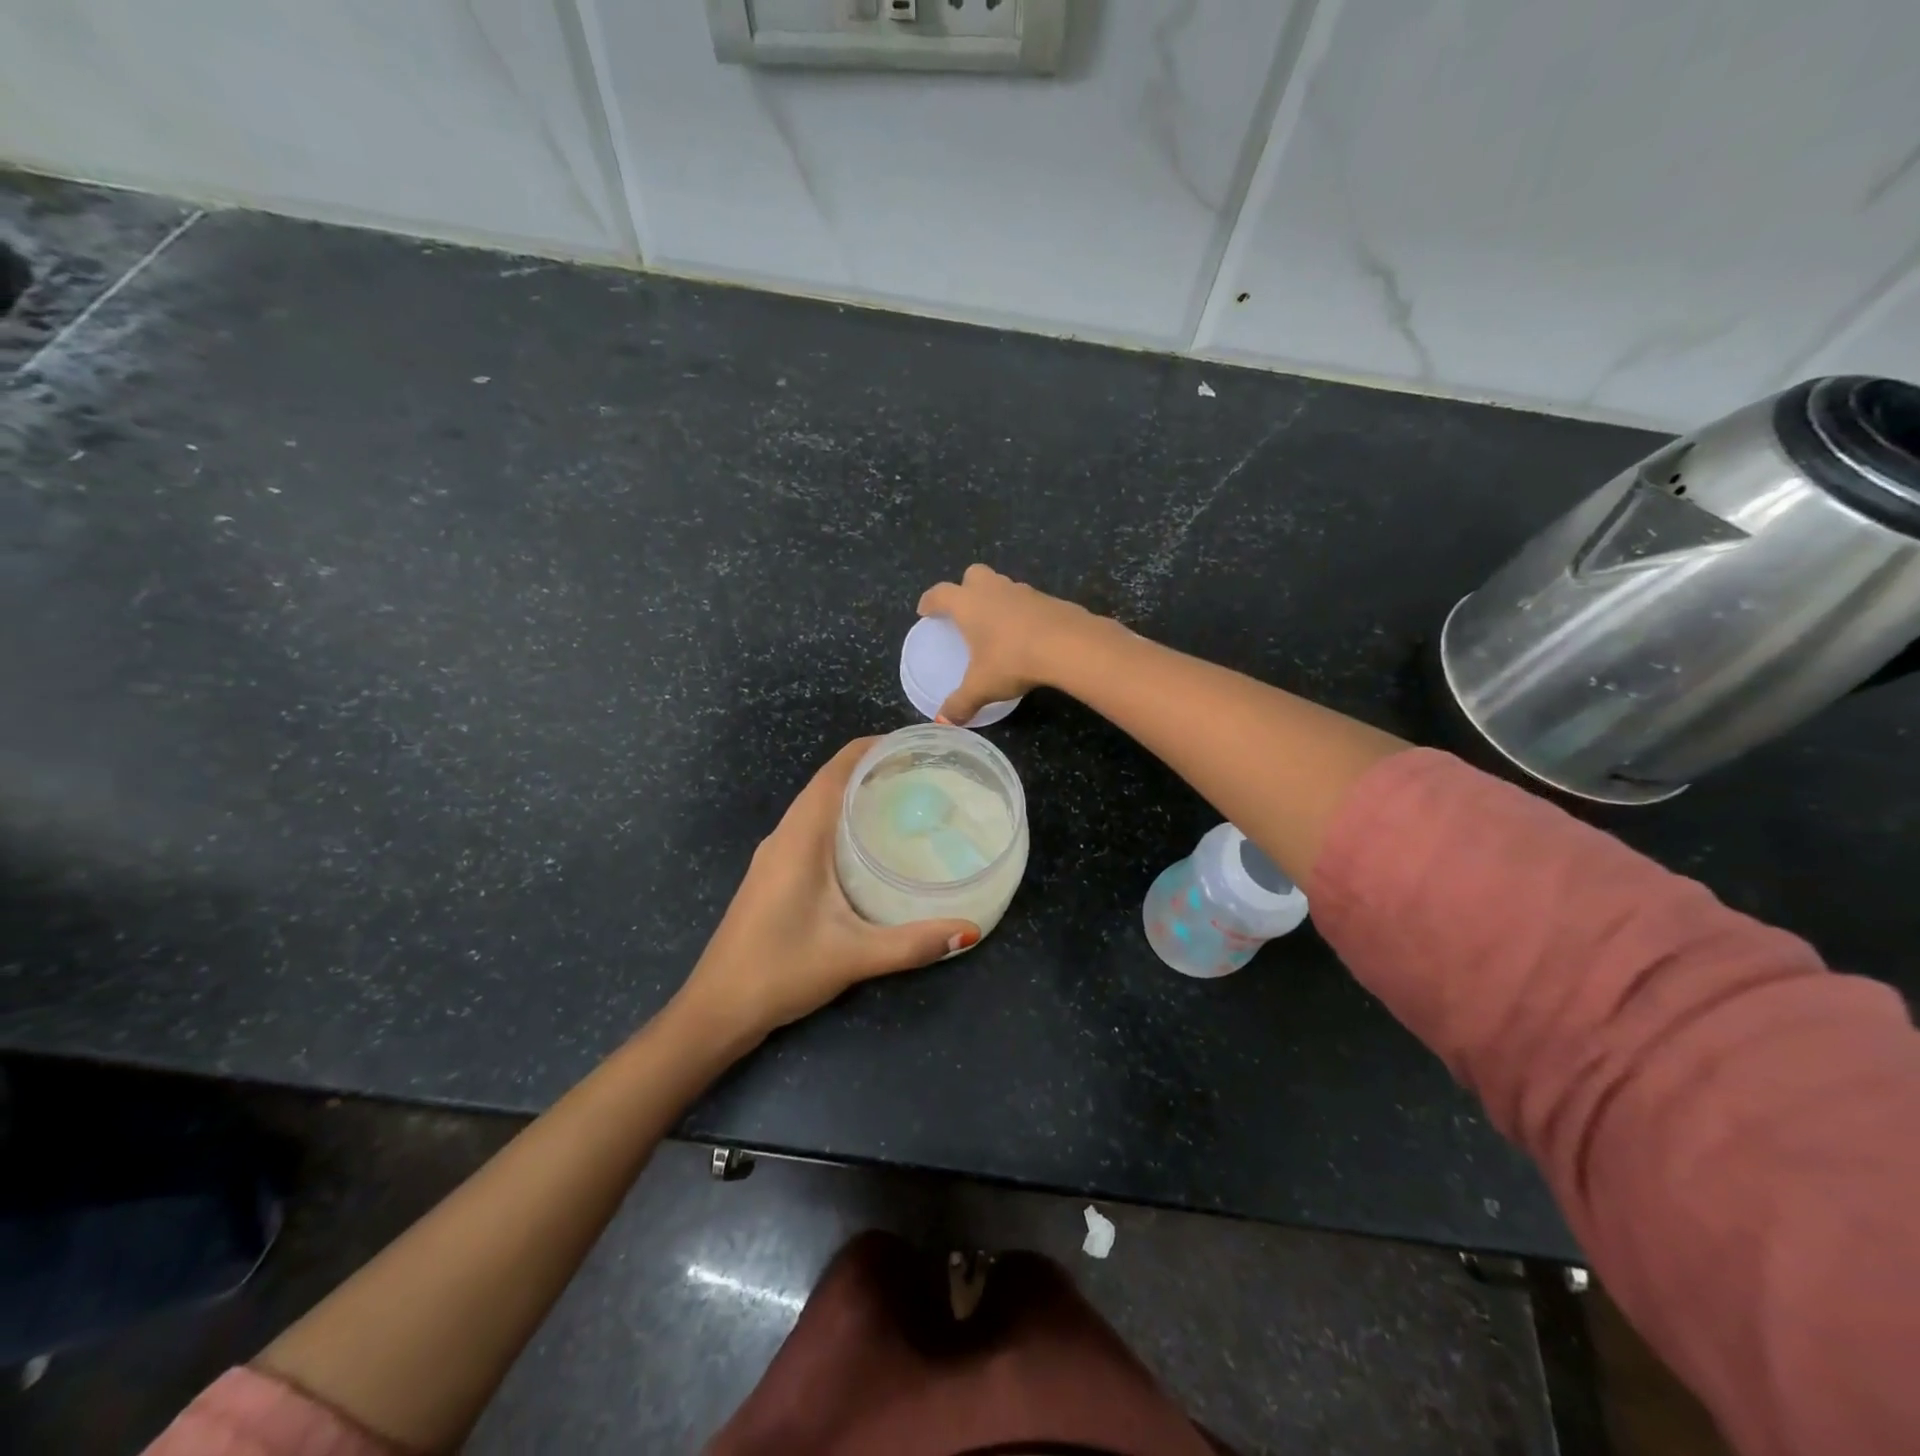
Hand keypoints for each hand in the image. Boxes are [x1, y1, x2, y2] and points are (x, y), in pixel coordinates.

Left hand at [676, 739, 980, 1046]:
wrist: (717, 1008)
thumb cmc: (780, 971)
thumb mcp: (853, 956)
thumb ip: (912, 943)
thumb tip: (969, 931)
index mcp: (799, 838)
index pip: (835, 771)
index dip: (871, 749)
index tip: (913, 745)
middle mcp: (784, 836)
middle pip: (828, 782)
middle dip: (871, 768)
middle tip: (923, 774)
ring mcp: (774, 855)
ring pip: (817, 806)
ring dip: (854, 794)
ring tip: (903, 799)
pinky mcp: (773, 875)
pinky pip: (811, 829)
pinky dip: (841, 819)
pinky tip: (869, 843)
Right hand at [917, 564, 1102, 724]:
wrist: (1068, 645)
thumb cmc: (1012, 660)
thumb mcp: (982, 687)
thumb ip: (960, 703)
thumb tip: (943, 722)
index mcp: (968, 604)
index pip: (941, 594)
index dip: (930, 601)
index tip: (925, 610)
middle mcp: (993, 590)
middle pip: (973, 575)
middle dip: (965, 588)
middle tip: (965, 610)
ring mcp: (1024, 591)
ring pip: (1003, 585)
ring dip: (996, 599)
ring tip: (996, 624)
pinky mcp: (1050, 600)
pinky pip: (1028, 601)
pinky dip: (1022, 612)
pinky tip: (1026, 634)